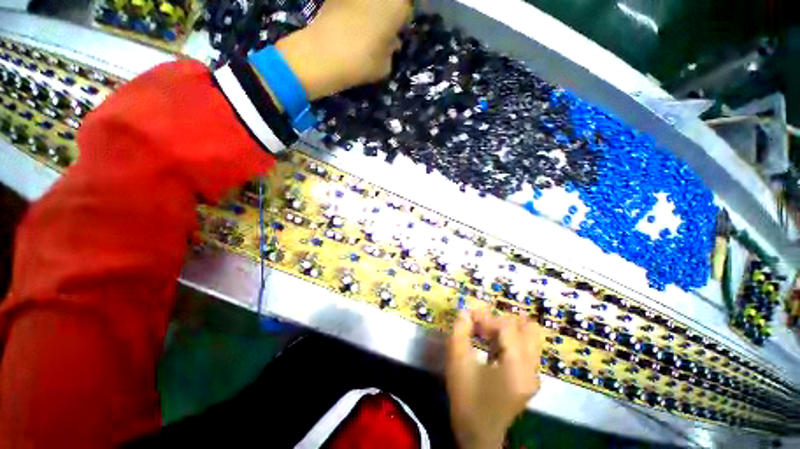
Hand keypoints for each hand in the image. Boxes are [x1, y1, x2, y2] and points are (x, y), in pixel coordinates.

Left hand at [275, 0, 412, 99]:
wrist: (323, 54)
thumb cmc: (362, 62)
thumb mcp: (385, 66)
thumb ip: (390, 51)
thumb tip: (390, 43)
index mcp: (397, 5)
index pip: (406, 11)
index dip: (400, 23)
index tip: (394, 36)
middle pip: (388, 2)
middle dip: (385, 14)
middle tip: (380, 32)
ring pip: (369, 3)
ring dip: (369, 11)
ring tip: (363, 29)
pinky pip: (351, 5)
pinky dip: (352, 11)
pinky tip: (348, 26)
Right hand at [446, 310, 542, 448]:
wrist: (477, 434)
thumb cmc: (466, 398)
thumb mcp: (457, 362)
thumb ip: (460, 331)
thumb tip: (465, 311)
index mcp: (517, 367)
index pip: (508, 327)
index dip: (487, 318)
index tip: (470, 319)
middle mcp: (532, 369)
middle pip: (528, 328)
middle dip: (502, 321)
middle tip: (482, 325)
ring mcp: (533, 375)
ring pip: (529, 337)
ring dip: (507, 329)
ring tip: (485, 333)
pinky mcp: (529, 379)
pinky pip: (525, 348)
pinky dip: (509, 340)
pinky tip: (490, 345)